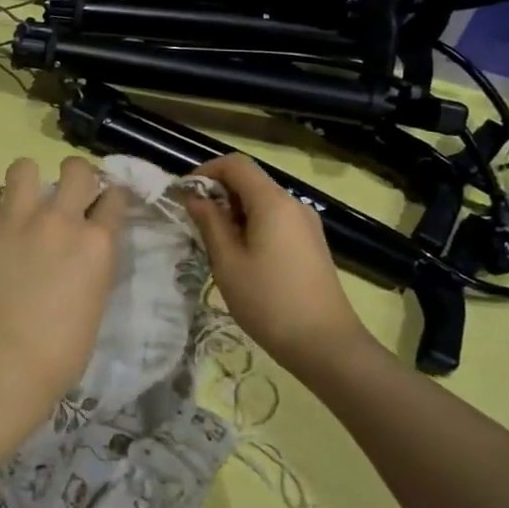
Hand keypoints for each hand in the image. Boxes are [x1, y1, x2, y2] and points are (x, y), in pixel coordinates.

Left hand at [0, 156, 129, 462]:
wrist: (6, 360)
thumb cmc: (62, 349)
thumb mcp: (95, 301)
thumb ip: (92, 265)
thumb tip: (82, 252)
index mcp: (97, 243)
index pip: (115, 198)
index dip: (112, 197)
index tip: (105, 202)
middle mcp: (60, 220)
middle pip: (76, 169)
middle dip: (76, 175)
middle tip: (67, 192)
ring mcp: (17, 219)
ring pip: (24, 167)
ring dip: (27, 180)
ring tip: (22, 197)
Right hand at [183, 154, 378, 379]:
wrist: (325, 343)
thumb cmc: (268, 301)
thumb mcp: (228, 262)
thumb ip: (209, 223)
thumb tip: (195, 197)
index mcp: (272, 202)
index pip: (235, 164)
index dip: (205, 171)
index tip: (184, 194)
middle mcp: (293, 204)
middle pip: (250, 181)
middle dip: (218, 193)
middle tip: (195, 223)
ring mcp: (306, 224)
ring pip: (262, 201)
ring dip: (234, 211)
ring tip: (215, 243)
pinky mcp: (311, 243)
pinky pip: (276, 219)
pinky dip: (252, 225)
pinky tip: (241, 256)